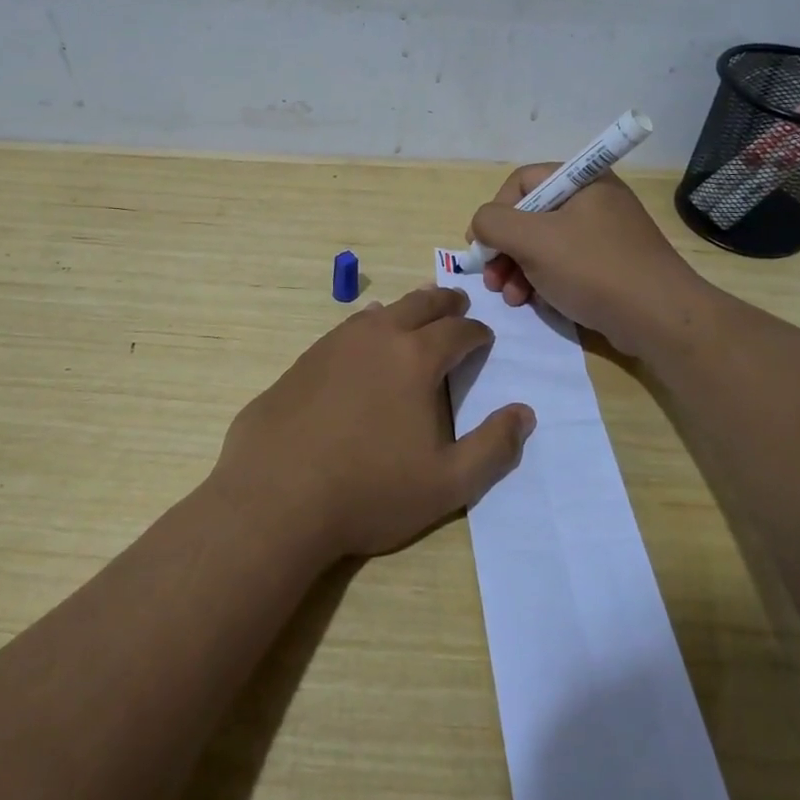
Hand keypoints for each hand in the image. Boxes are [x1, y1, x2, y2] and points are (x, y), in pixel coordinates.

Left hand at [215, 287, 534, 561]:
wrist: (276, 497)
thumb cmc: (370, 491)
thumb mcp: (448, 484)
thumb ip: (493, 448)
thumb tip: (524, 413)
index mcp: (416, 358)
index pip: (458, 331)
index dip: (477, 333)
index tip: (484, 338)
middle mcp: (377, 337)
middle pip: (420, 304)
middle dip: (445, 303)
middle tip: (458, 304)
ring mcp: (334, 344)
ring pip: (380, 312)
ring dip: (405, 310)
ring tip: (415, 317)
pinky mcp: (304, 360)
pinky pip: (346, 330)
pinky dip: (368, 328)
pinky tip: (363, 344)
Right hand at [469, 165, 708, 355]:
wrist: (659, 319)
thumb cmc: (593, 269)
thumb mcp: (533, 240)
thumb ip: (494, 223)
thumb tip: (481, 224)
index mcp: (583, 180)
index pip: (522, 181)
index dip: (496, 211)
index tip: (482, 246)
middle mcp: (595, 200)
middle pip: (531, 215)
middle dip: (505, 249)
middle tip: (491, 279)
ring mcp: (604, 234)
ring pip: (545, 244)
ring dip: (518, 269)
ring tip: (511, 298)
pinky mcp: (610, 265)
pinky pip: (565, 264)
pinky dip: (543, 280)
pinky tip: (534, 302)